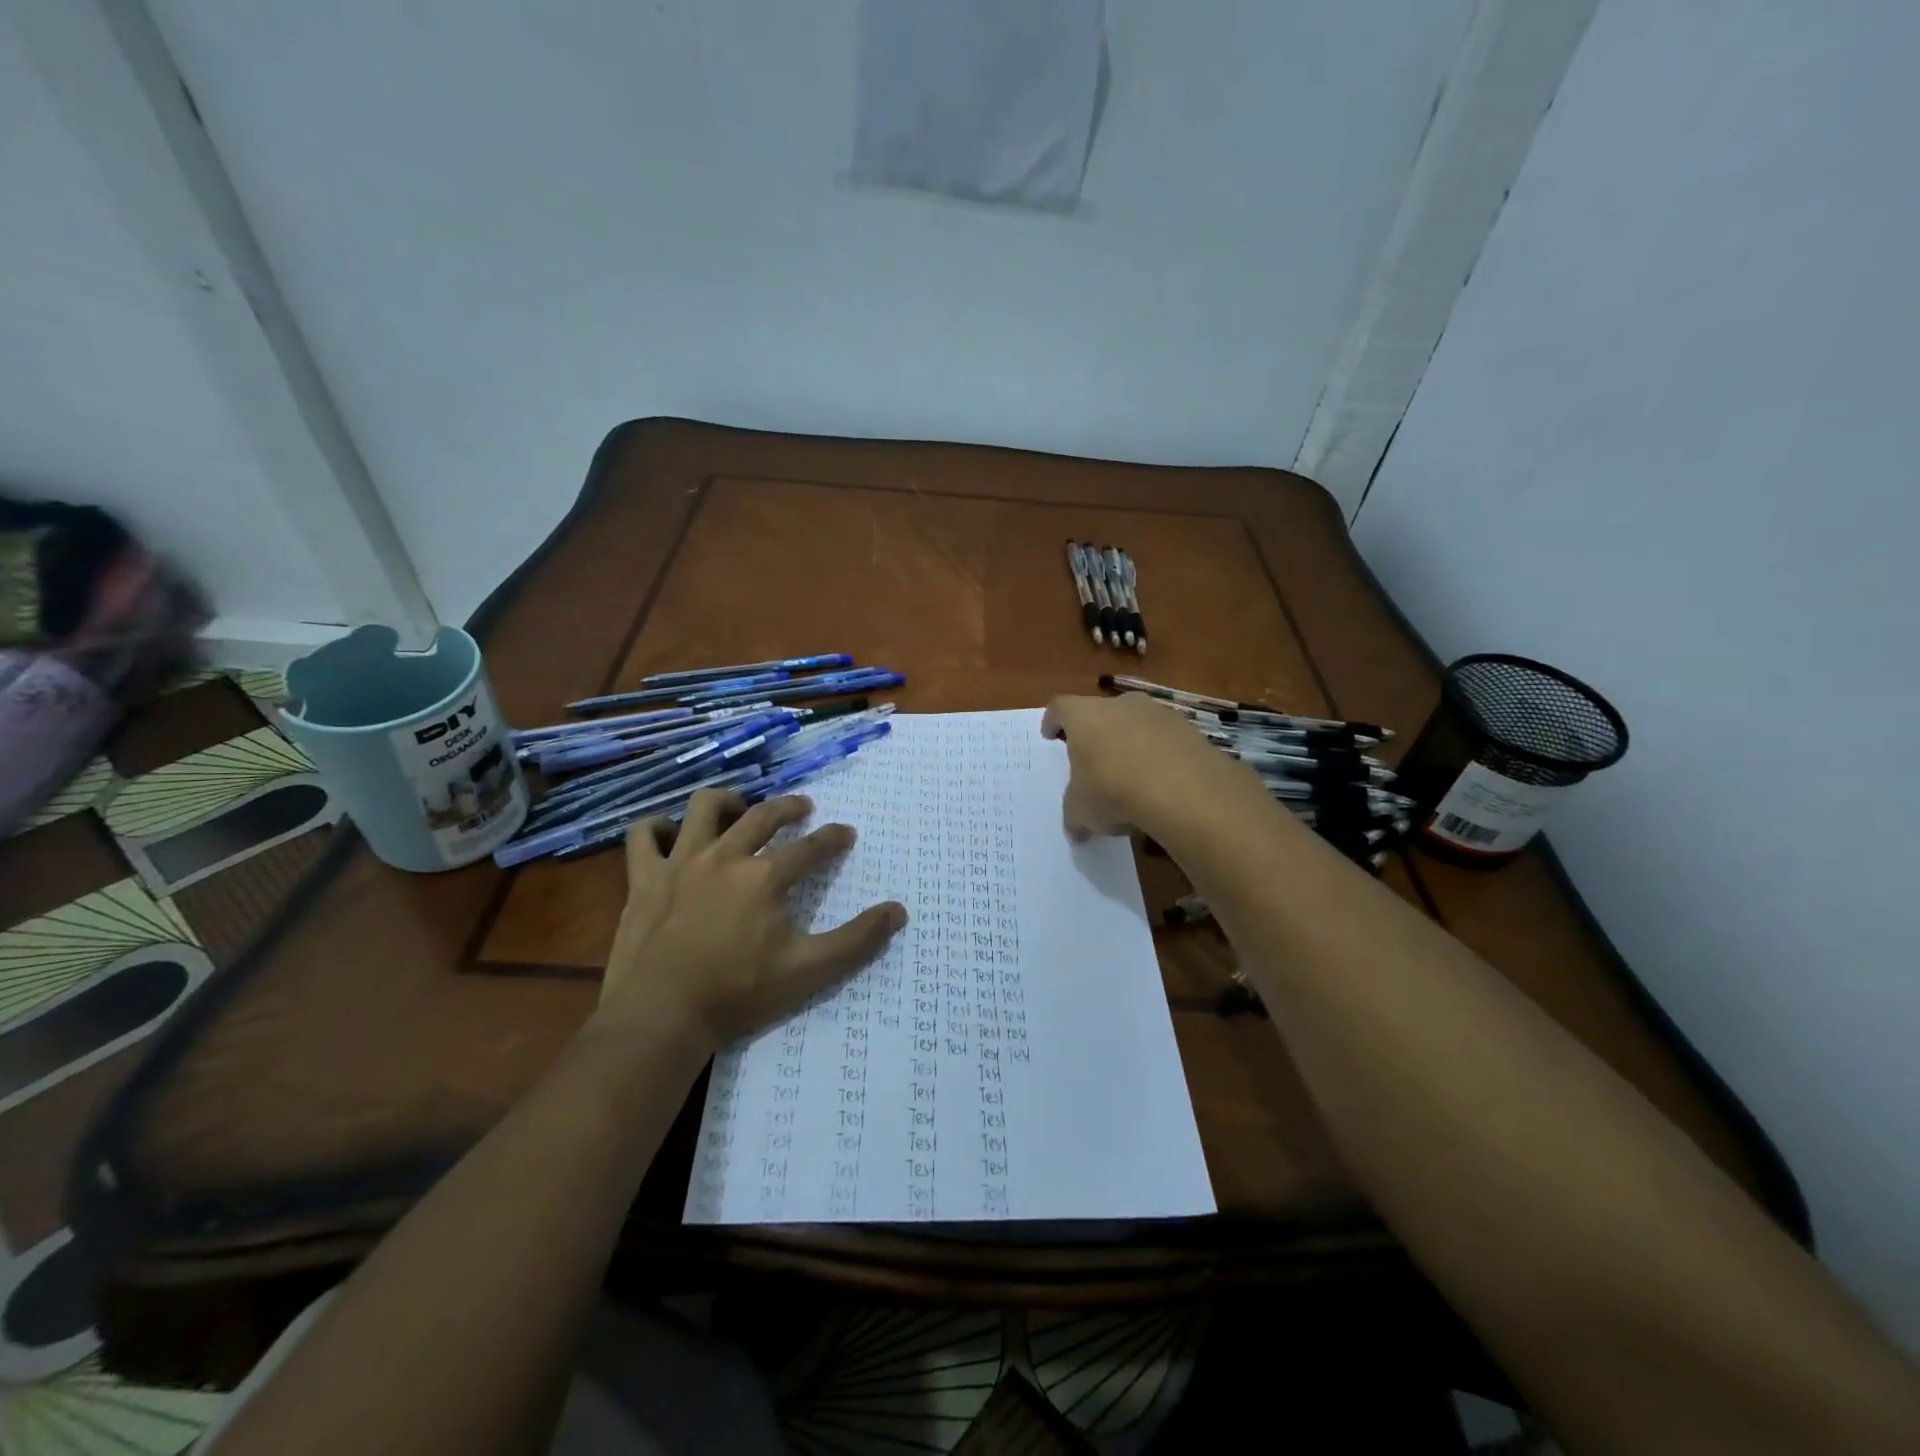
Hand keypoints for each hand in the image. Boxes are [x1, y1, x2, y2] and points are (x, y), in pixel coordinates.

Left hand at [600, 789, 906, 1049]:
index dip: (833, 837)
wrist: (661, 1016)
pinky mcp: (644, 878)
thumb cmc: (738, 994)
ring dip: (727, 801)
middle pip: (762, 815)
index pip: (810, 847)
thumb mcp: (809, 971)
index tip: (846, 833)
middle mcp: (725, 856)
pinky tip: (670, 833)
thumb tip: (899, 911)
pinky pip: (644, 835)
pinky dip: (657, 828)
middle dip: (788, 806)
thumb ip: (857, 940)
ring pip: (703, 808)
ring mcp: (680, 863)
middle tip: (802, 806)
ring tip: (739, 808)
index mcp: (765, 877)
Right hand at [1041, 692, 1248, 839]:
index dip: (1053, 721)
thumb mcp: (1081, 812)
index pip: (1060, 708)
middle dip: (1096, 734)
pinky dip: (1160, 756)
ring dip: (1131, 743)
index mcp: (1084, 716)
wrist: (1184, 791)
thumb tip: (1076, 830)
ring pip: (1137, 723)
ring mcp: (1159, 713)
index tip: (1051, 736)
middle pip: (1101, 712)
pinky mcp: (1190, 730)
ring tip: (1131, 776)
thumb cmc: (1113, 791)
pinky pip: (1166, 740)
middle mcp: (1120, 704)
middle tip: (1093, 759)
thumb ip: (1075, 815)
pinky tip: (1161, 783)